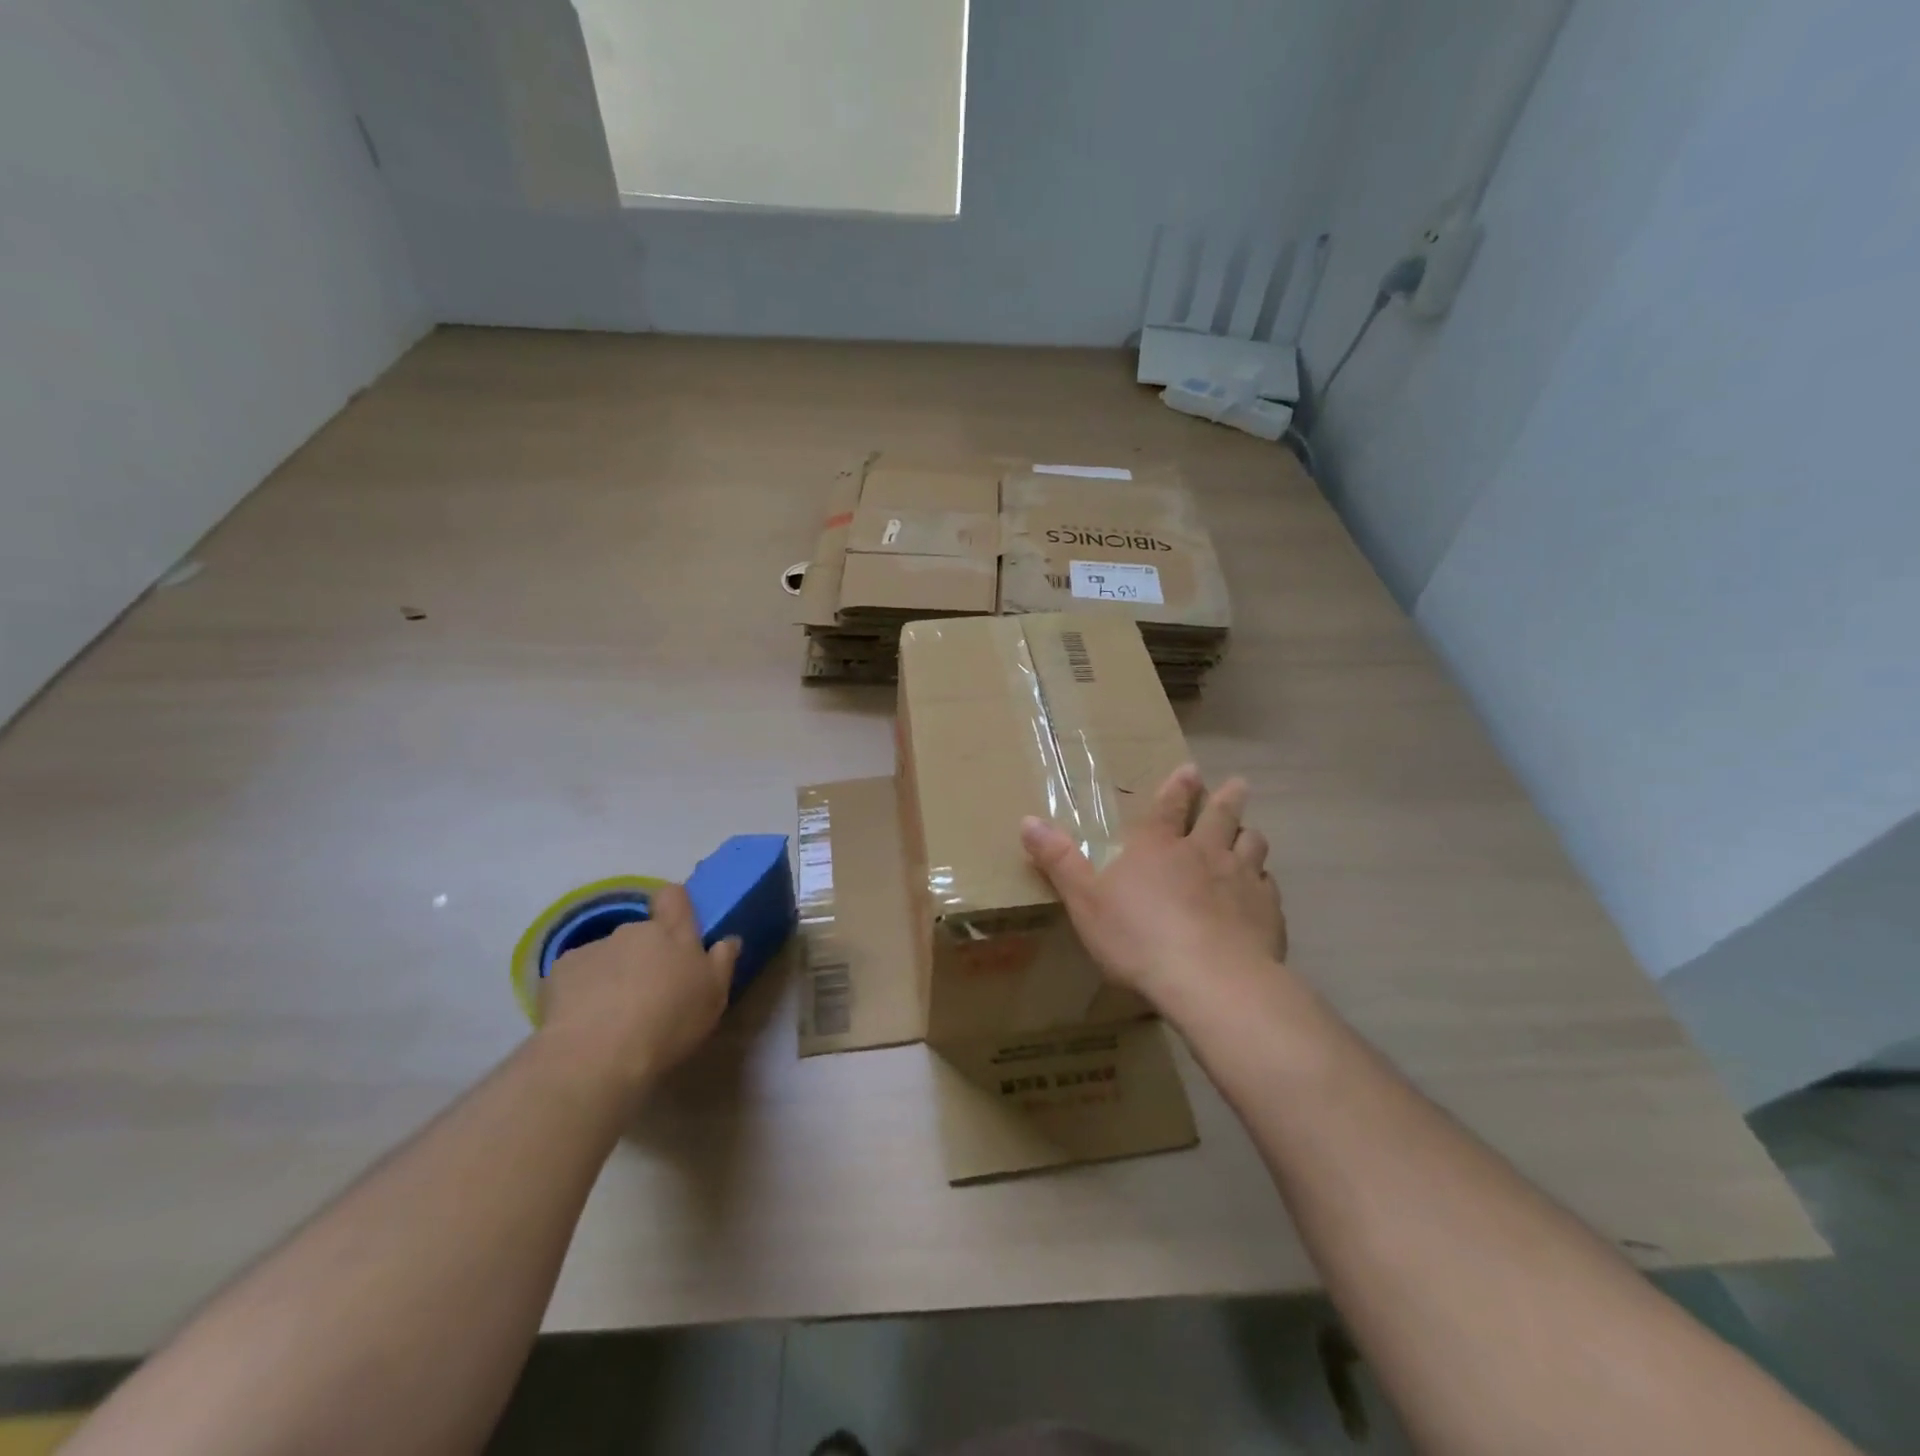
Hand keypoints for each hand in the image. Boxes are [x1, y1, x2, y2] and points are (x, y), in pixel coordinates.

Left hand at [536, 883, 738, 1105]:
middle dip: (644, 955)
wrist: (597, 1055)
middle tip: (648, 993)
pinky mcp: (560, 970)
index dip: (675, 906)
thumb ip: (722, 962)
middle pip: (642, 932)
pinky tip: (582, 1021)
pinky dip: (580, 990)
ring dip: (612, 973)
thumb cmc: (668, 1023)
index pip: (675, 896)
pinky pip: (576, 974)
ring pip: (608, 954)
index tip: (677, 931)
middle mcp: (634, 931)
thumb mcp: (713, 998)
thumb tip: (728, 939)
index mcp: (674, 934)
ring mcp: (595, 947)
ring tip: (611, 1015)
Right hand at [1021, 764, 1285, 1016]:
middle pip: (1220, 816)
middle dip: (1226, 798)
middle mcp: (1203, 852)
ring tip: (1250, 833)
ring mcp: (1240, 879)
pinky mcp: (1267, 911)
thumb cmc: (1138, 938)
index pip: (1169, 806)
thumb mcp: (1085, 900)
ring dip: (1249, 835)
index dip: (1178, 787)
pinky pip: (1268, 886)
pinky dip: (1263, 881)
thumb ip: (1059, 860)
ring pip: (1251, 845)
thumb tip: (1027, 819)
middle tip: (1237, 784)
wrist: (1210, 980)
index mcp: (1158, 847)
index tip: (1191, 769)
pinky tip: (1261, 890)